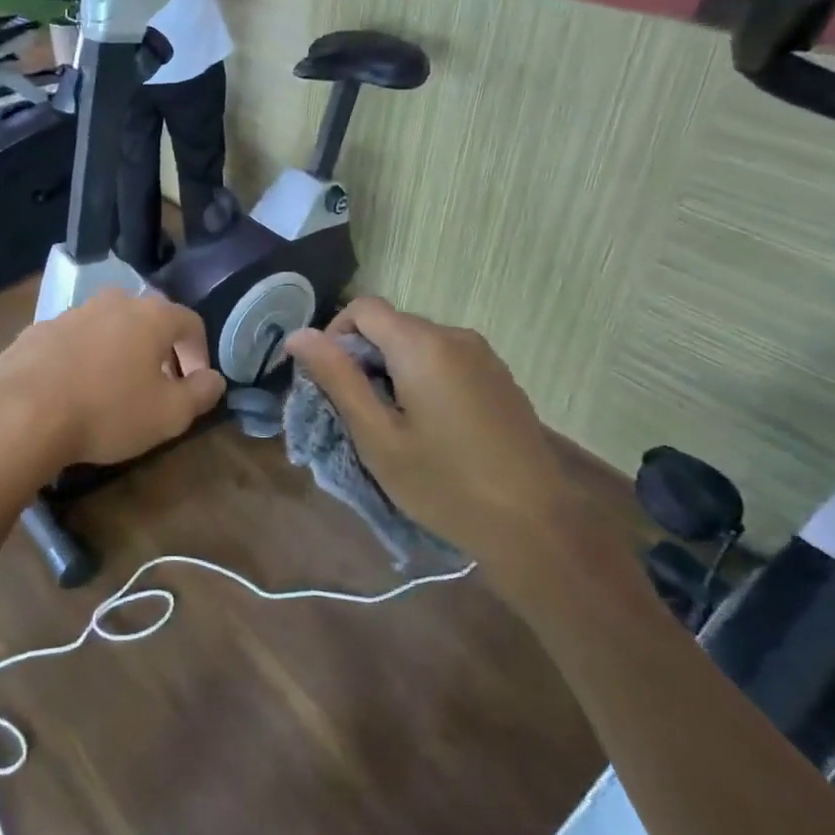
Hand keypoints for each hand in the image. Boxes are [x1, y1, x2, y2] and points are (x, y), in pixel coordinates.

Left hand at [0, 288, 225, 470]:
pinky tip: (73, 391)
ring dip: (118, 351)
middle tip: (157, 383)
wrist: (21, 413)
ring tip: (113, 389)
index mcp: (150, 315)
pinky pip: (72, 341)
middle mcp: (112, 303)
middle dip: (158, 349)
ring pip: (107, 327)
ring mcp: (70, 313)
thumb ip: (200, 394)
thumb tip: (214, 379)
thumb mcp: (169, 414)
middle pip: (147, 319)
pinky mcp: (36, 331)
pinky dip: (81, 359)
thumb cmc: (107, 411)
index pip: (190, 323)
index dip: (199, 353)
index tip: (195, 383)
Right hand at [285, 297, 585, 585]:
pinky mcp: (500, 379)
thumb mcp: (377, 436)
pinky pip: (445, 361)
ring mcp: (484, 357)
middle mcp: (456, 337)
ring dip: (391, 370)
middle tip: (354, 412)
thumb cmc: (444, 484)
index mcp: (423, 345)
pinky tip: (429, 427)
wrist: (535, 525)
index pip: (362, 308)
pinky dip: (422, 379)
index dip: (333, 335)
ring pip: (418, 344)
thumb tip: (299, 335)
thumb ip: (337, 378)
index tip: (325, 380)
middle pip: (391, 325)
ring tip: (390, 424)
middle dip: (361, 357)